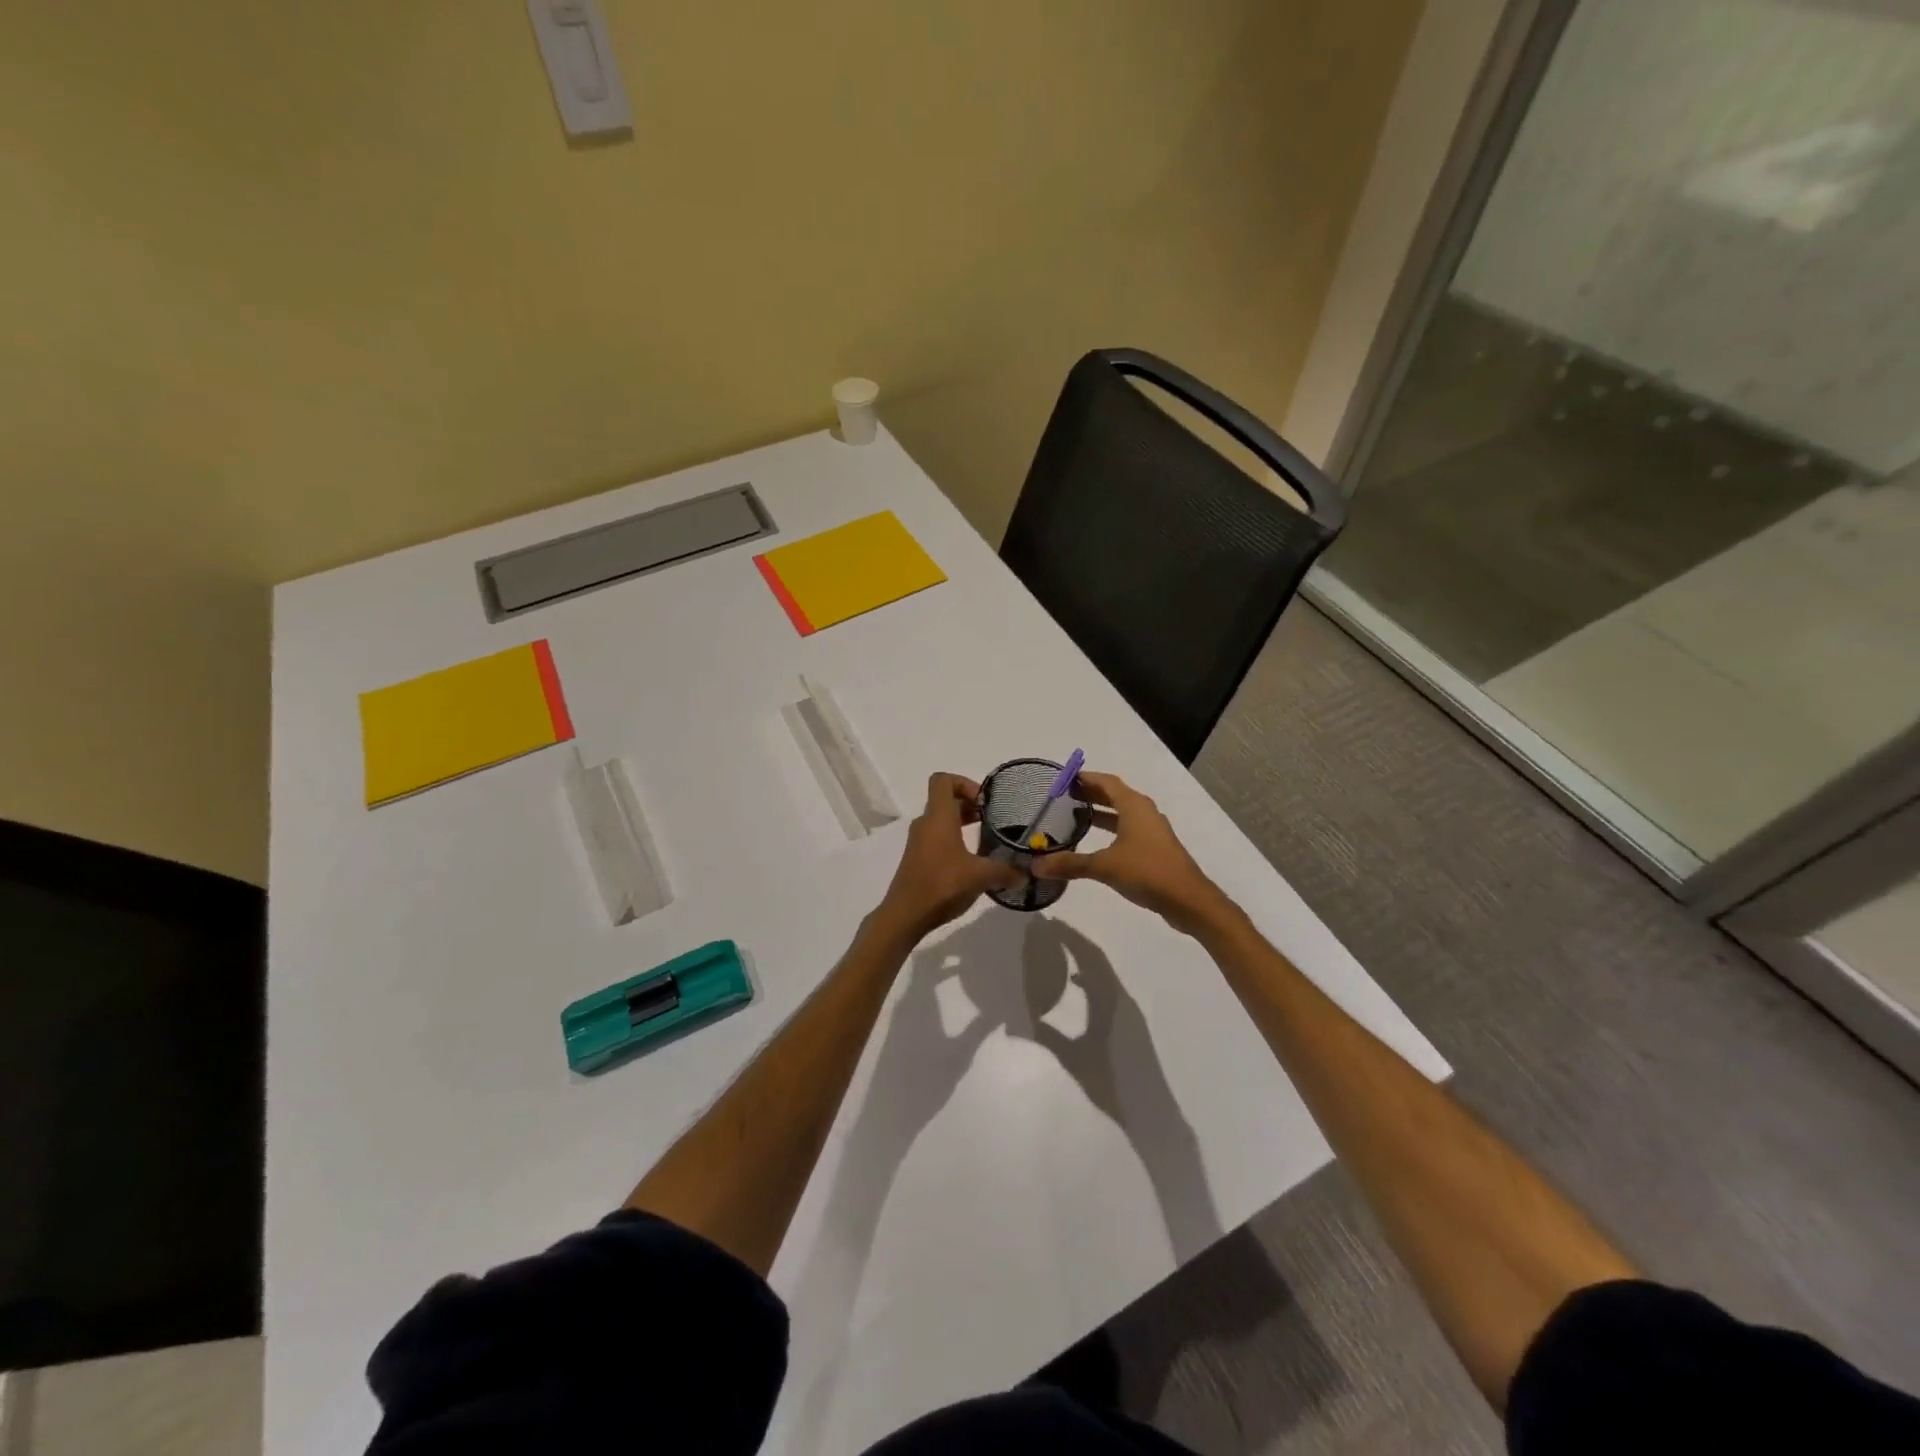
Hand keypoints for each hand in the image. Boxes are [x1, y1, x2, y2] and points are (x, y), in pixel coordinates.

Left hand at [873, 774, 1025, 942]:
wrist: (905, 915)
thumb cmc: (942, 885)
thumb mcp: (980, 876)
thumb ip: (1006, 871)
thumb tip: (1025, 874)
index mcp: (938, 817)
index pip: (943, 780)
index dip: (964, 783)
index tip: (984, 802)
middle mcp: (925, 823)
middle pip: (945, 800)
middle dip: (970, 805)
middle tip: (992, 820)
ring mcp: (918, 842)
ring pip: (941, 820)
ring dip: (962, 823)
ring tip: (986, 839)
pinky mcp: (917, 859)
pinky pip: (937, 838)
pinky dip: (954, 840)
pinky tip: (972, 861)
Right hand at [1030, 772, 1230, 933]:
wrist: (1188, 900)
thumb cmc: (1147, 872)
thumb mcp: (1104, 866)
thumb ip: (1070, 864)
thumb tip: (1036, 865)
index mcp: (1134, 806)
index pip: (1107, 782)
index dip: (1086, 778)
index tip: (1064, 779)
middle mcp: (1145, 813)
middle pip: (1115, 795)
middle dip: (1091, 794)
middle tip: (1064, 797)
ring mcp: (1152, 831)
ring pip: (1123, 814)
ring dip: (1101, 813)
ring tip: (1076, 817)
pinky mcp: (1155, 849)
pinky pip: (1129, 830)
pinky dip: (1111, 830)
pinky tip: (1097, 843)